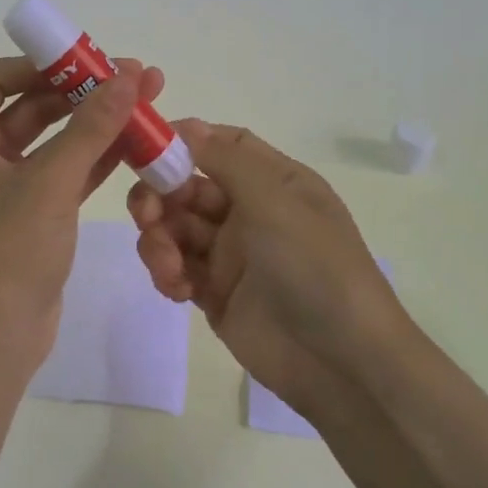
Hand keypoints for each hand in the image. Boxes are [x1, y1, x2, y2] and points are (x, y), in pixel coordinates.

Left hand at [0, 55, 165, 369]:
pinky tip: (138, 145)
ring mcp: (7, 189)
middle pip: (30, 106)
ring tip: (149, 102)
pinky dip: (97, 159)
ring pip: (54, 140)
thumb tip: (129, 75)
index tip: (86, 61)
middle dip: (81, 91)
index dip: (37, 64)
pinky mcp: (34, 216)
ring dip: (96, 123)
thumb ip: (91, 128)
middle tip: (136, 77)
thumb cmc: (6, 254)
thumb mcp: (50, 184)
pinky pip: (66, 173)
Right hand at [128, 120, 412, 422]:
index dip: (184, 142)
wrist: (341, 363)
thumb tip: (185, 124)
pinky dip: (168, 273)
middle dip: (160, 197)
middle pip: (188, 188)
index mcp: (274, 182)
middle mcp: (250, 212)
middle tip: (146, 215)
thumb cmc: (315, 267)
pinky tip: (176, 288)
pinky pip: (178, 270)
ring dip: (159, 239)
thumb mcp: (276, 202)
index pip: (222, 146)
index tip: (146, 147)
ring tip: (167, 264)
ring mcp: (232, 255)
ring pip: (176, 230)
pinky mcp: (215, 294)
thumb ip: (226, 160)